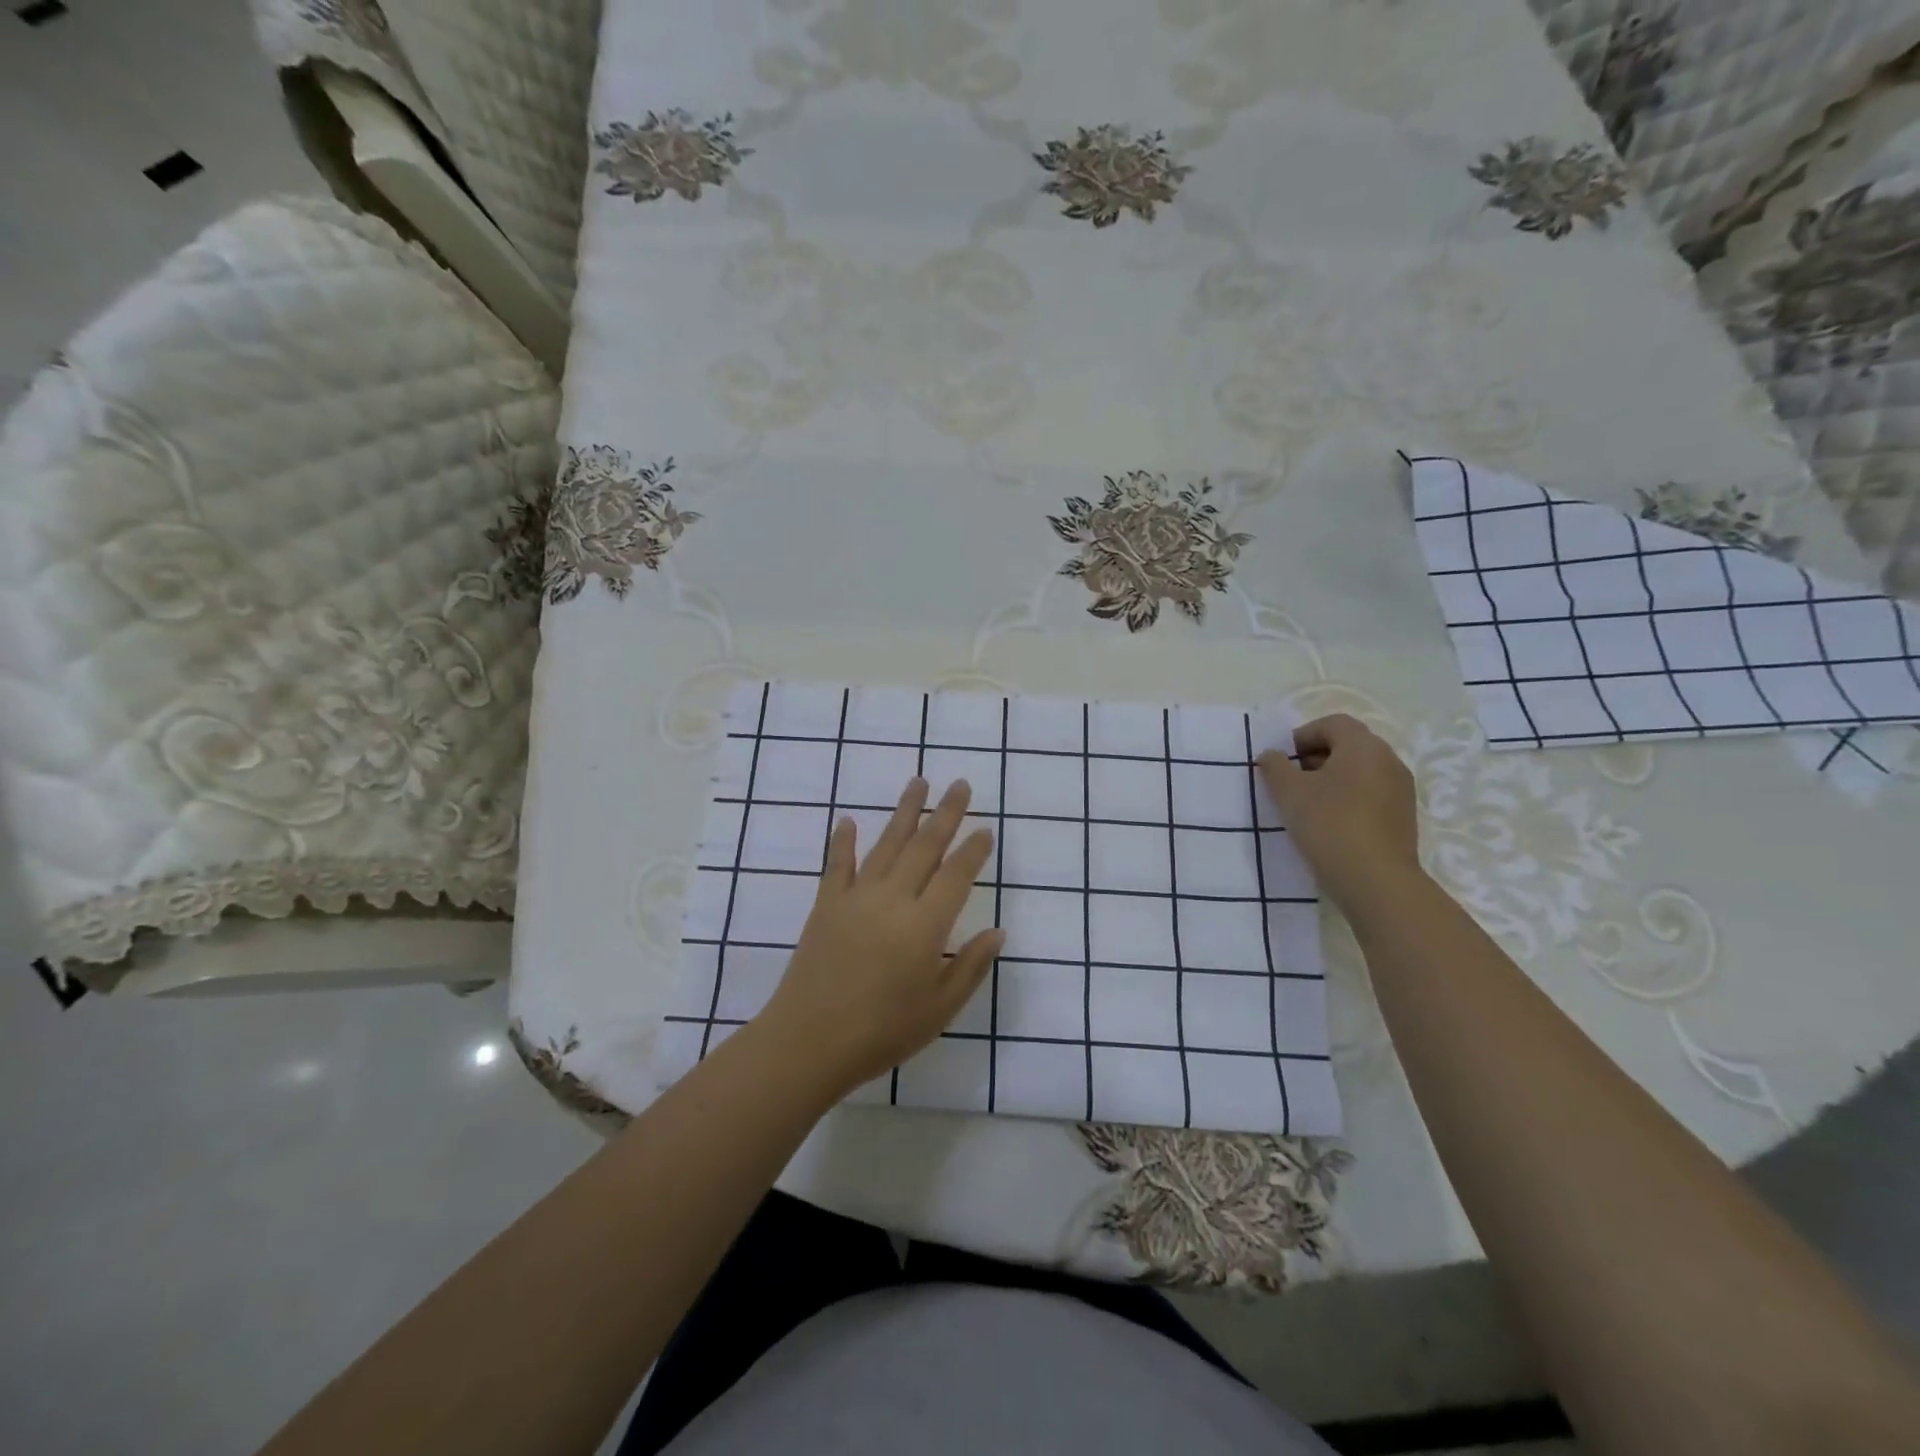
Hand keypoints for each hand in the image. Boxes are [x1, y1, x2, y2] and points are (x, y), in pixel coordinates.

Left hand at [758, 777, 1002, 1097]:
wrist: (808, 1042)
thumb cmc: (882, 1032)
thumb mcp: (940, 1008)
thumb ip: (971, 967)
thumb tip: (997, 932)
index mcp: (925, 925)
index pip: (956, 875)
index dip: (973, 849)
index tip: (985, 828)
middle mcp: (893, 899)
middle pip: (924, 846)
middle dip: (945, 813)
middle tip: (959, 784)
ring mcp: (856, 897)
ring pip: (886, 844)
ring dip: (904, 811)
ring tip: (918, 782)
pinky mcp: (826, 905)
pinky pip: (838, 864)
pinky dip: (844, 841)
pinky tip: (848, 820)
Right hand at [1259, 714, 1422, 913]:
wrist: (1376, 881)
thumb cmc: (1329, 824)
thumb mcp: (1289, 792)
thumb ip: (1274, 766)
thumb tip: (1271, 755)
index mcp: (1363, 746)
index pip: (1332, 724)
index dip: (1302, 736)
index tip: (1281, 761)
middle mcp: (1388, 760)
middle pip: (1348, 746)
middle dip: (1314, 758)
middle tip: (1289, 781)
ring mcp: (1401, 790)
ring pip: (1360, 772)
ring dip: (1331, 780)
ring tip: (1306, 805)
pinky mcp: (1403, 817)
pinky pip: (1371, 795)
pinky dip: (1348, 799)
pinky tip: (1329, 824)